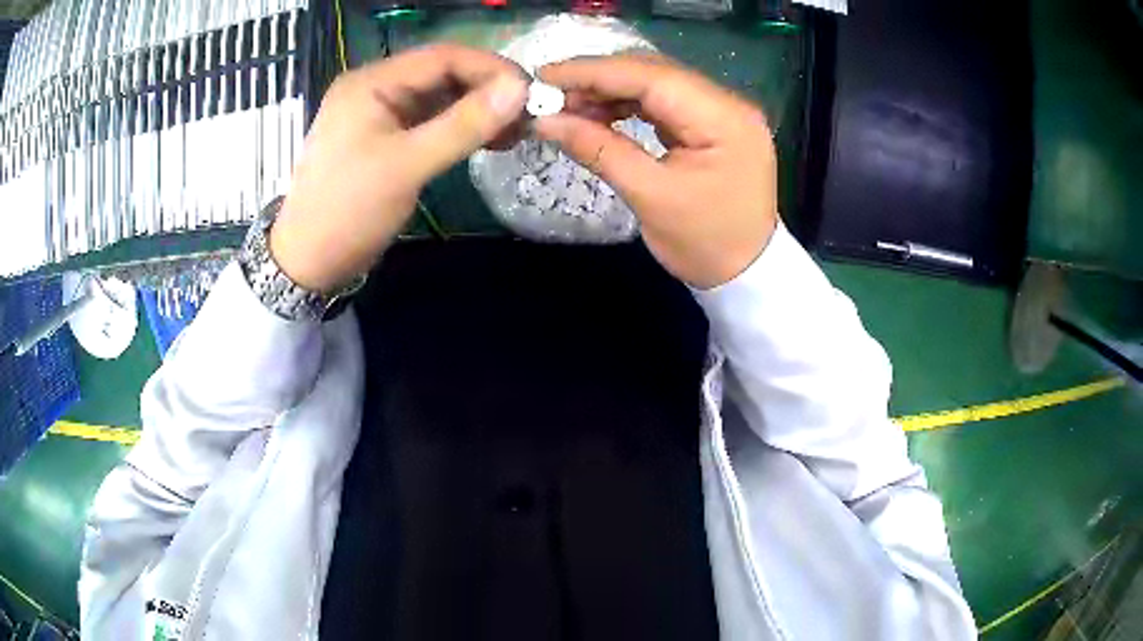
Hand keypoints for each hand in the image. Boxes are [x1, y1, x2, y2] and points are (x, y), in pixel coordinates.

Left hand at [271, 44, 528, 292]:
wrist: (309, 261)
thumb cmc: (349, 210)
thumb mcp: (407, 165)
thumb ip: (464, 125)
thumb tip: (521, 89)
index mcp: (371, 82)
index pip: (442, 57)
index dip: (490, 68)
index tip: (531, 92)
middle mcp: (375, 88)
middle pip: (442, 74)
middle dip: (487, 90)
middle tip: (527, 116)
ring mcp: (380, 113)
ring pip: (440, 97)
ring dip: (477, 110)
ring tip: (514, 132)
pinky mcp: (386, 137)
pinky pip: (430, 120)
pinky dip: (460, 127)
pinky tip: (488, 141)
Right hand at [535, 53, 777, 289]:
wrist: (747, 274)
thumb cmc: (704, 243)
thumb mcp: (649, 197)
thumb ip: (598, 149)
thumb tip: (545, 120)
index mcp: (724, 119)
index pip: (651, 76)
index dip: (594, 71)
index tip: (545, 75)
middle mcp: (729, 103)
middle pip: (655, 73)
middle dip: (600, 79)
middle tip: (552, 95)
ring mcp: (723, 112)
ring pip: (657, 84)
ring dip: (611, 92)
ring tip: (570, 108)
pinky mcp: (713, 124)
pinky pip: (665, 102)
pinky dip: (629, 105)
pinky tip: (600, 114)